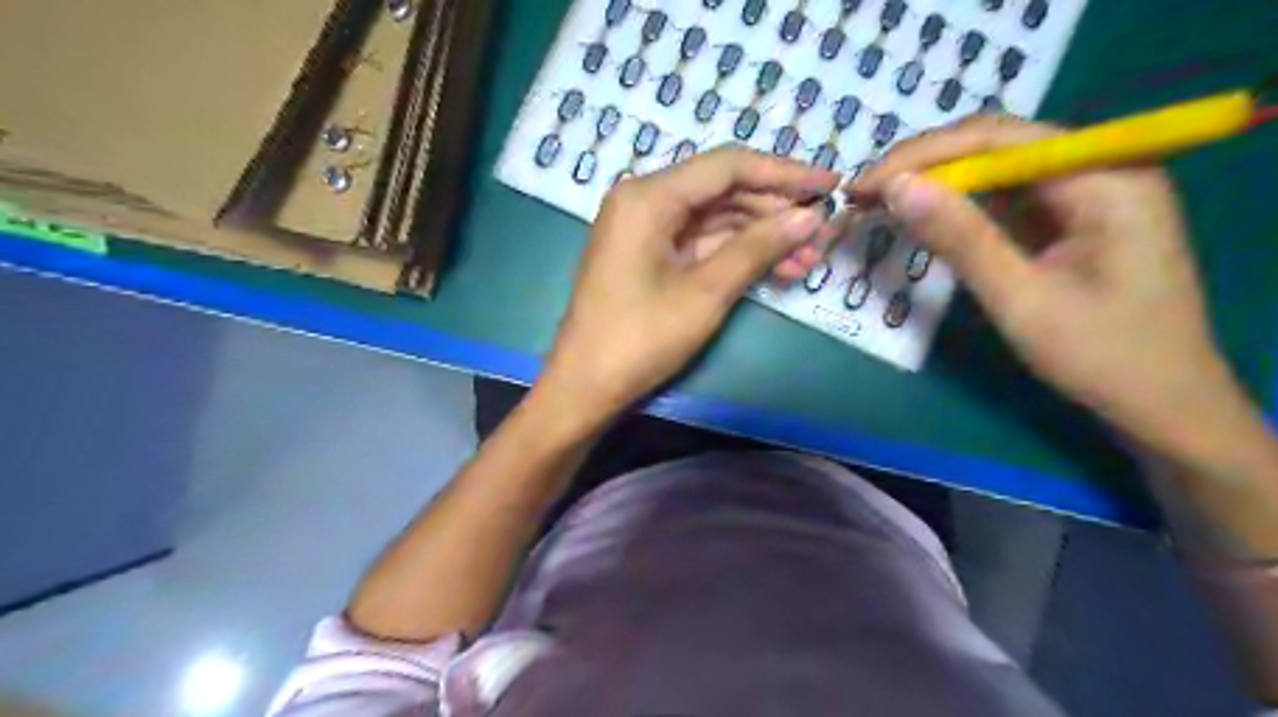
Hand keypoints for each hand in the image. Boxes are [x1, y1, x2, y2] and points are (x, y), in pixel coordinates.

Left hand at [535, 146, 841, 426]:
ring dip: (761, 237)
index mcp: (649, 196)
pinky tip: (776, 268)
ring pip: (716, 219)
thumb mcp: (707, 292)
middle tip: (823, 233)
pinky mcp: (649, 254)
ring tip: (808, 259)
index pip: (728, 167)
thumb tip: (810, 216)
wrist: (586, 385)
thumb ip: (759, 247)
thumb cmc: (641, 338)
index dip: (784, 173)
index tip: (831, 184)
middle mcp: (644, 200)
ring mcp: (645, 228)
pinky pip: (700, 242)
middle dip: (775, 212)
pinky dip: (736, 254)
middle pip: (723, 190)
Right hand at [851, 115, 1243, 455]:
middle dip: (925, 166)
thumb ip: (959, 237)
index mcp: (1104, 176)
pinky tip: (922, 218)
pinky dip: (958, 209)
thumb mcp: (1020, 298)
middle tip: (865, 194)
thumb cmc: (1100, 356)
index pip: (998, 139)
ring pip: (995, 172)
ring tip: (880, 203)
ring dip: (936, 186)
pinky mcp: (1067, 221)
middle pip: (996, 146)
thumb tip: (895, 188)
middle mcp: (1097, 169)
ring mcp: (1084, 194)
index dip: (923, 155)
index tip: (866, 184)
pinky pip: (1004, 200)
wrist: (1161, 405)